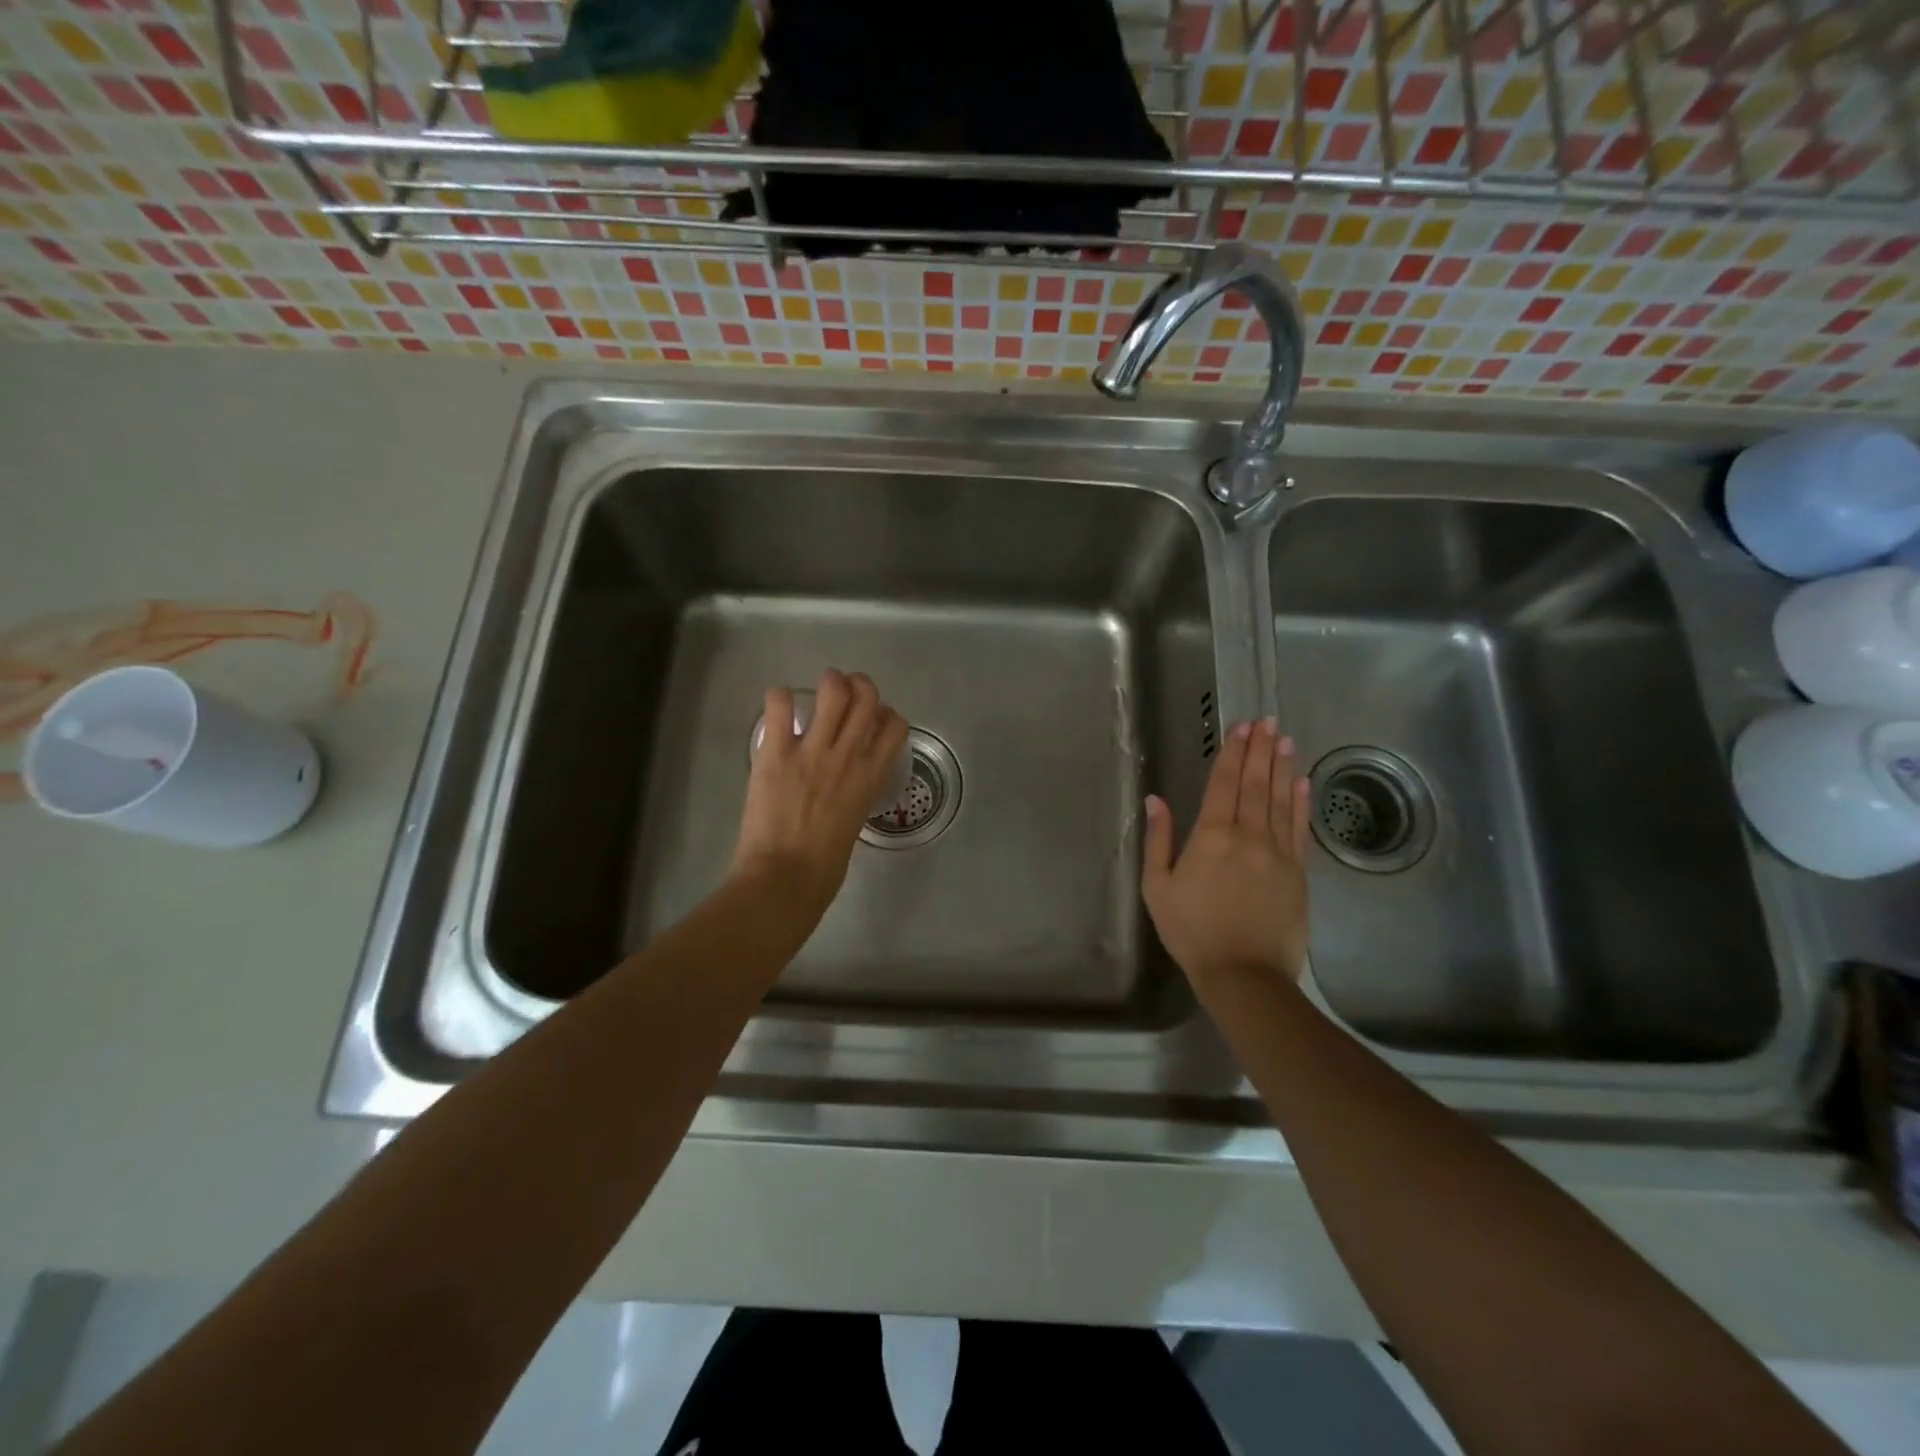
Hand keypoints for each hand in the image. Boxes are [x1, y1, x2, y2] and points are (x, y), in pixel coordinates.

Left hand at [732, 669, 908, 922]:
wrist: (785, 878)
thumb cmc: (824, 866)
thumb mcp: (855, 822)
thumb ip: (855, 793)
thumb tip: (844, 781)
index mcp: (871, 777)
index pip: (895, 726)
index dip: (887, 715)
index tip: (875, 719)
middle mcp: (848, 755)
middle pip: (867, 697)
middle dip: (860, 685)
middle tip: (846, 691)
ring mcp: (812, 750)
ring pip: (833, 690)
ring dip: (829, 682)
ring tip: (819, 690)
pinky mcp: (776, 752)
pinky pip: (781, 704)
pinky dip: (781, 698)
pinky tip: (780, 708)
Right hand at [1142, 717, 1311, 993]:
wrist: (1244, 974)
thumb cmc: (1191, 931)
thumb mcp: (1157, 887)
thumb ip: (1158, 840)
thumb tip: (1156, 799)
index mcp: (1211, 836)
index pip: (1223, 784)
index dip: (1232, 753)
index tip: (1240, 728)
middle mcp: (1248, 835)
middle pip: (1255, 784)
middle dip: (1259, 750)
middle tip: (1265, 721)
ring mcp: (1278, 852)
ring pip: (1280, 799)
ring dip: (1281, 767)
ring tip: (1284, 739)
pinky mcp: (1298, 872)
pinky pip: (1299, 828)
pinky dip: (1300, 802)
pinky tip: (1302, 781)